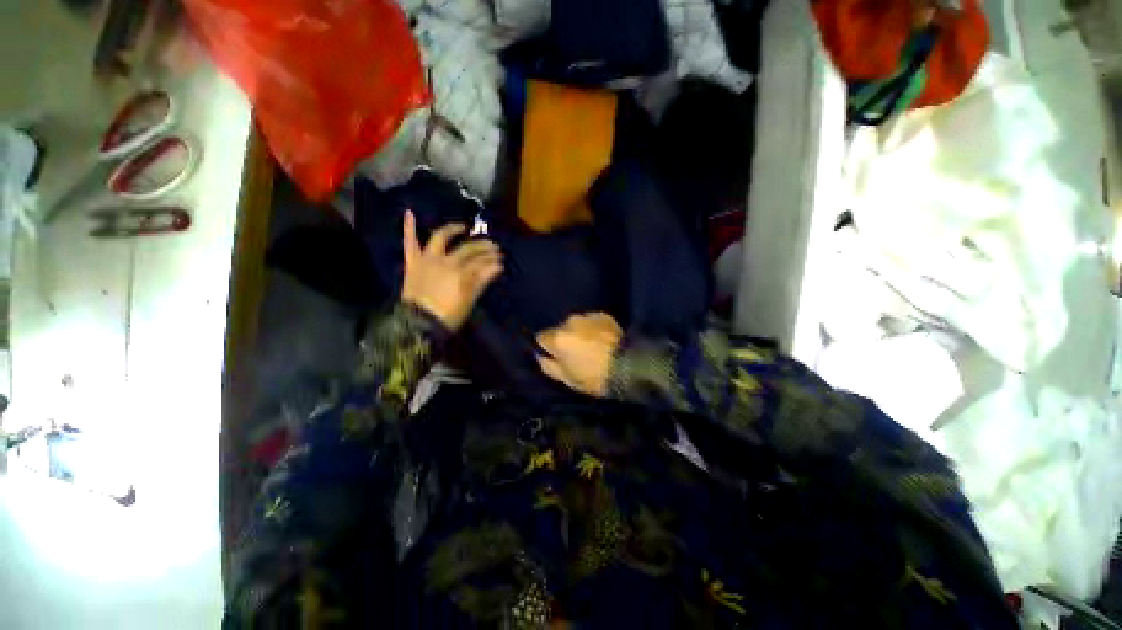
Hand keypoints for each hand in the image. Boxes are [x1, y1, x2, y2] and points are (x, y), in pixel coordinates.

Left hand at [401, 210, 502, 330]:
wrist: (418, 325)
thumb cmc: (448, 316)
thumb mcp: (469, 300)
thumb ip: (482, 281)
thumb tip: (498, 266)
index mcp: (461, 273)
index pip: (481, 261)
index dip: (492, 259)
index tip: (501, 259)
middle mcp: (445, 261)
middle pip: (467, 249)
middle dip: (482, 247)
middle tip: (493, 247)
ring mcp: (428, 259)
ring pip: (441, 238)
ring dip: (452, 229)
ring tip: (463, 227)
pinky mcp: (413, 263)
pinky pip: (410, 243)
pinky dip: (409, 228)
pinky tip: (409, 212)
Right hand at [536, 313, 622, 396]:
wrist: (629, 365)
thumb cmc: (595, 377)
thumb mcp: (567, 379)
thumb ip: (548, 366)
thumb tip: (540, 356)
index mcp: (558, 338)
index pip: (541, 338)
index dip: (547, 348)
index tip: (556, 357)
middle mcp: (569, 322)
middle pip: (559, 330)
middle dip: (564, 340)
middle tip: (576, 354)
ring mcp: (587, 316)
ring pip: (575, 325)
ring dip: (579, 333)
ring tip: (591, 346)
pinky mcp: (602, 315)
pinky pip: (590, 322)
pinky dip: (592, 329)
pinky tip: (602, 340)